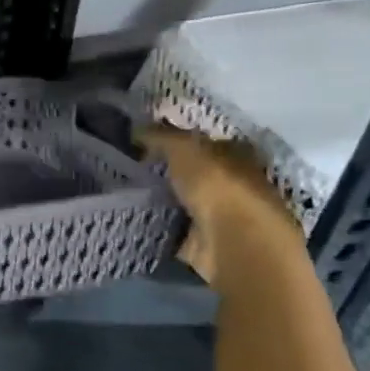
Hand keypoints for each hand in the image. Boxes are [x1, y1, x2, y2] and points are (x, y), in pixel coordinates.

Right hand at [139, 125, 304, 290]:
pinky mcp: (207, 242)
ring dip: (166, 199)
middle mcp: (236, 183)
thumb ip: (162, 136)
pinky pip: (178, 228)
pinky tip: (139, 220)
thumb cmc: (218, 187)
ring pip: (188, 200)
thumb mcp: (185, 149)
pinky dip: (162, 225)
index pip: (207, 142)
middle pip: (197, 173)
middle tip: (133, 168)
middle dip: (171, 171)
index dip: (179, 141)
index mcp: (239, 155)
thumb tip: (137, 127)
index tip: (147, 143)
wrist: (233, 243)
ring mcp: (223, 215)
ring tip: (130, 193)